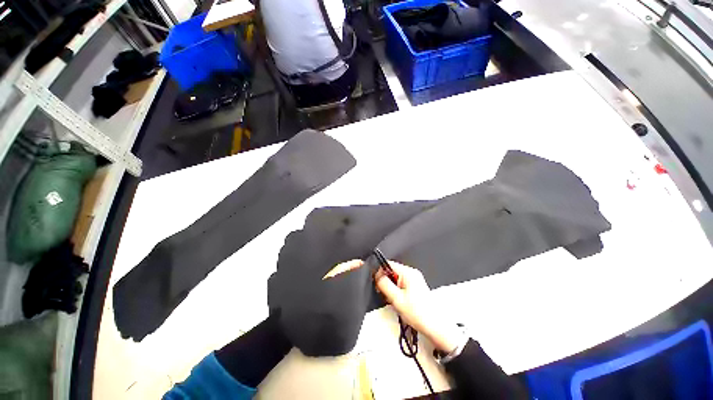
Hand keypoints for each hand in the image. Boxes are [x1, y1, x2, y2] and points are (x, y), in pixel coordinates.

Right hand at [375, 262, 461, 352]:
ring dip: (390, 288)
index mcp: (408, 272)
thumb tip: (376, 276)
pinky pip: (401, 284)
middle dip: (385, 282)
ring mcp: (414, 280)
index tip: (376, 284)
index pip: (388, 264)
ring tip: (392, 300)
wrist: (435, 327)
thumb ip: (384, 284)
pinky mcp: (415, 287)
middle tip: (384, 295)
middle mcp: (412, 273)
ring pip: (395, 279)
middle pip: (391, 272)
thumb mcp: (396, 298)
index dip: (379, 273)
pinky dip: (396, 291)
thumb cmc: (418, 313)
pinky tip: (398, 301)